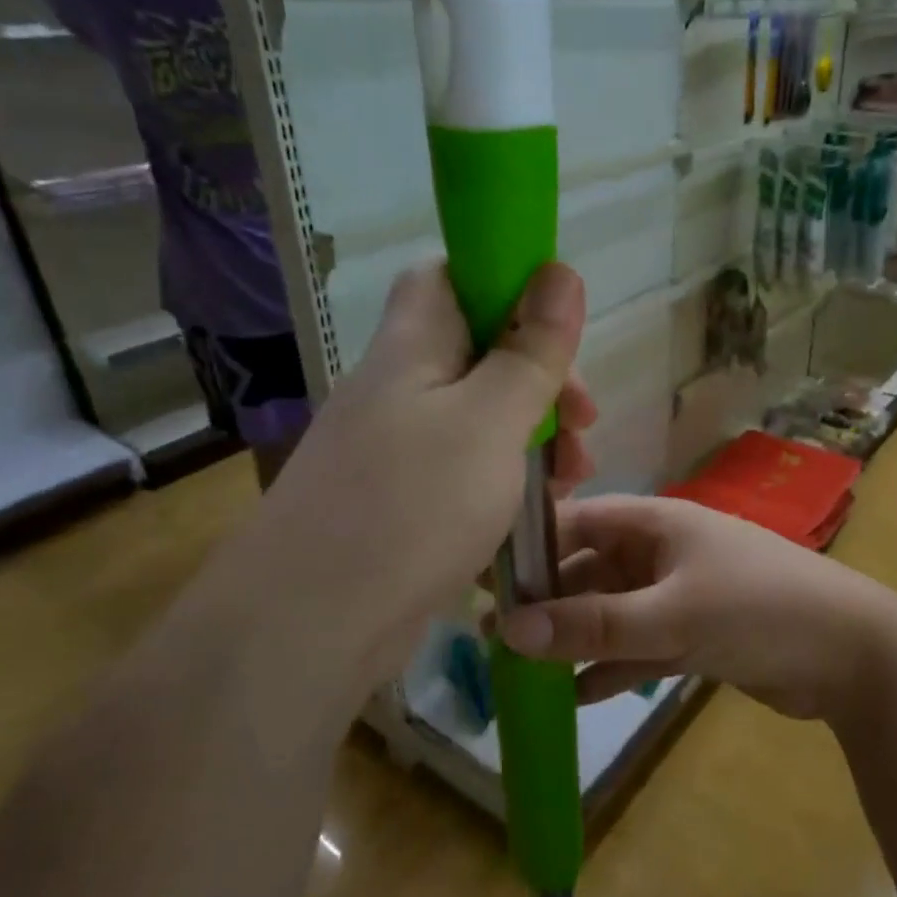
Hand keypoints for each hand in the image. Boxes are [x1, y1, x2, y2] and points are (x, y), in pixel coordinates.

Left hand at [217, 261, 596, 693]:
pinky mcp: (400, 499)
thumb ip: (530, 350)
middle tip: (585, 421)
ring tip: (574, 476)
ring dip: (532, 433)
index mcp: (412, 348)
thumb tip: (561, 270)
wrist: (311, 626)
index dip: (503, 282)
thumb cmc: (413, 506)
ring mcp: (395, 447)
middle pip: (477, 351)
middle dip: (541, 377)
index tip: (558, 325)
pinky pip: (463, 466)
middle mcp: (399, 388)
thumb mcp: (491, 420)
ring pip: (478, 414)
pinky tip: (535, 508)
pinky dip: (505, 476)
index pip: (448, 276)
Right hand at [498, 495, 896, 723]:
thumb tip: (507, 627)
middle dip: (547, 602)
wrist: (850, 652)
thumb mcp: (672, 615)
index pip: (578, 521)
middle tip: (493, 636)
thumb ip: (593, 624)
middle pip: (589, 570)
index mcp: (656, 524)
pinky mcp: (694, 633)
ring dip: (575, 637)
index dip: (531, 546)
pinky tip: (576, 696)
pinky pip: (639, 645)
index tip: (484, 579)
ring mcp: (679, 592)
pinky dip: (612, 665)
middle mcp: (662, 551)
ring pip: (612, 611)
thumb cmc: (757, 610)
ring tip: (521, 670)